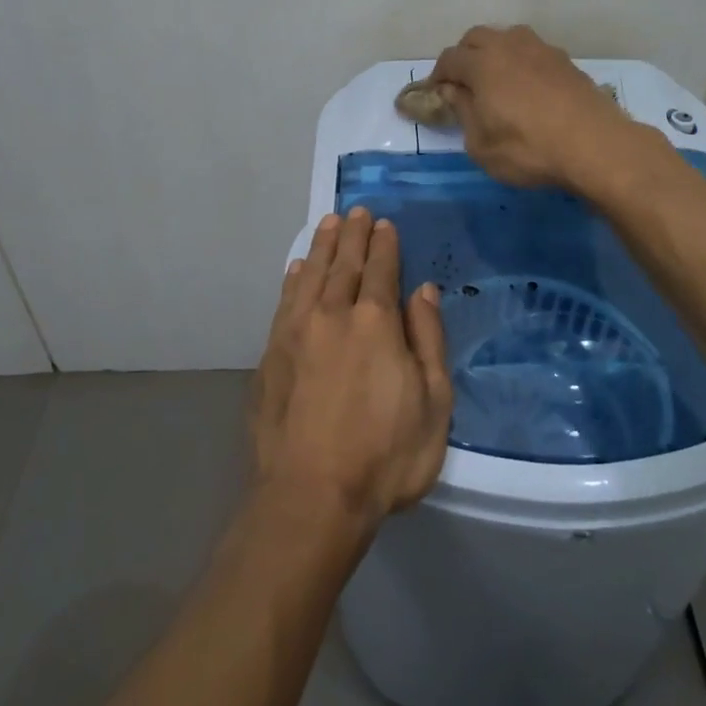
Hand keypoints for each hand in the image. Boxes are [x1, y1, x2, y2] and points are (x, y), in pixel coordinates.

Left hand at [250, 207, 451, 531]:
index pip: (381, 270)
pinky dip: (293, 280)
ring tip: (328, 223)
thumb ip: (428, 339)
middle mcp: (333, 315)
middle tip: (355, 210)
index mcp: (376, 322)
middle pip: (344, 264)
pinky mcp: (272, 355)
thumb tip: (423, 290)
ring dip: (321, 247)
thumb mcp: (434, 403)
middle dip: (352, 235)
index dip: (384, 245)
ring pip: (310, 275)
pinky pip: (285, 302)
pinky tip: (296, 269)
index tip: (383, 223)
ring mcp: (297, 333)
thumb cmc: (386, 455)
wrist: (311, 496)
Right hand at [429, 25, 636, 189]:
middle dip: (464, 56)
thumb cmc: (528, 148)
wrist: (594, 145)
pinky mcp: (566, 62)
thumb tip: (453, 91)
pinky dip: (522, 63)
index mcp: (482, 63)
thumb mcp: (481, 144)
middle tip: (463, 83)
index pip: (449, 58)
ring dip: (495, 52)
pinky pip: (533, 52)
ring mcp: (542, 50)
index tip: (436, 93)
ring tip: (497, 80)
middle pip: (477, 37)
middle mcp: (510, 46)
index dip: (438, 75)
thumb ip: (463, 112)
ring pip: (508, 38)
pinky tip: (528, 88)